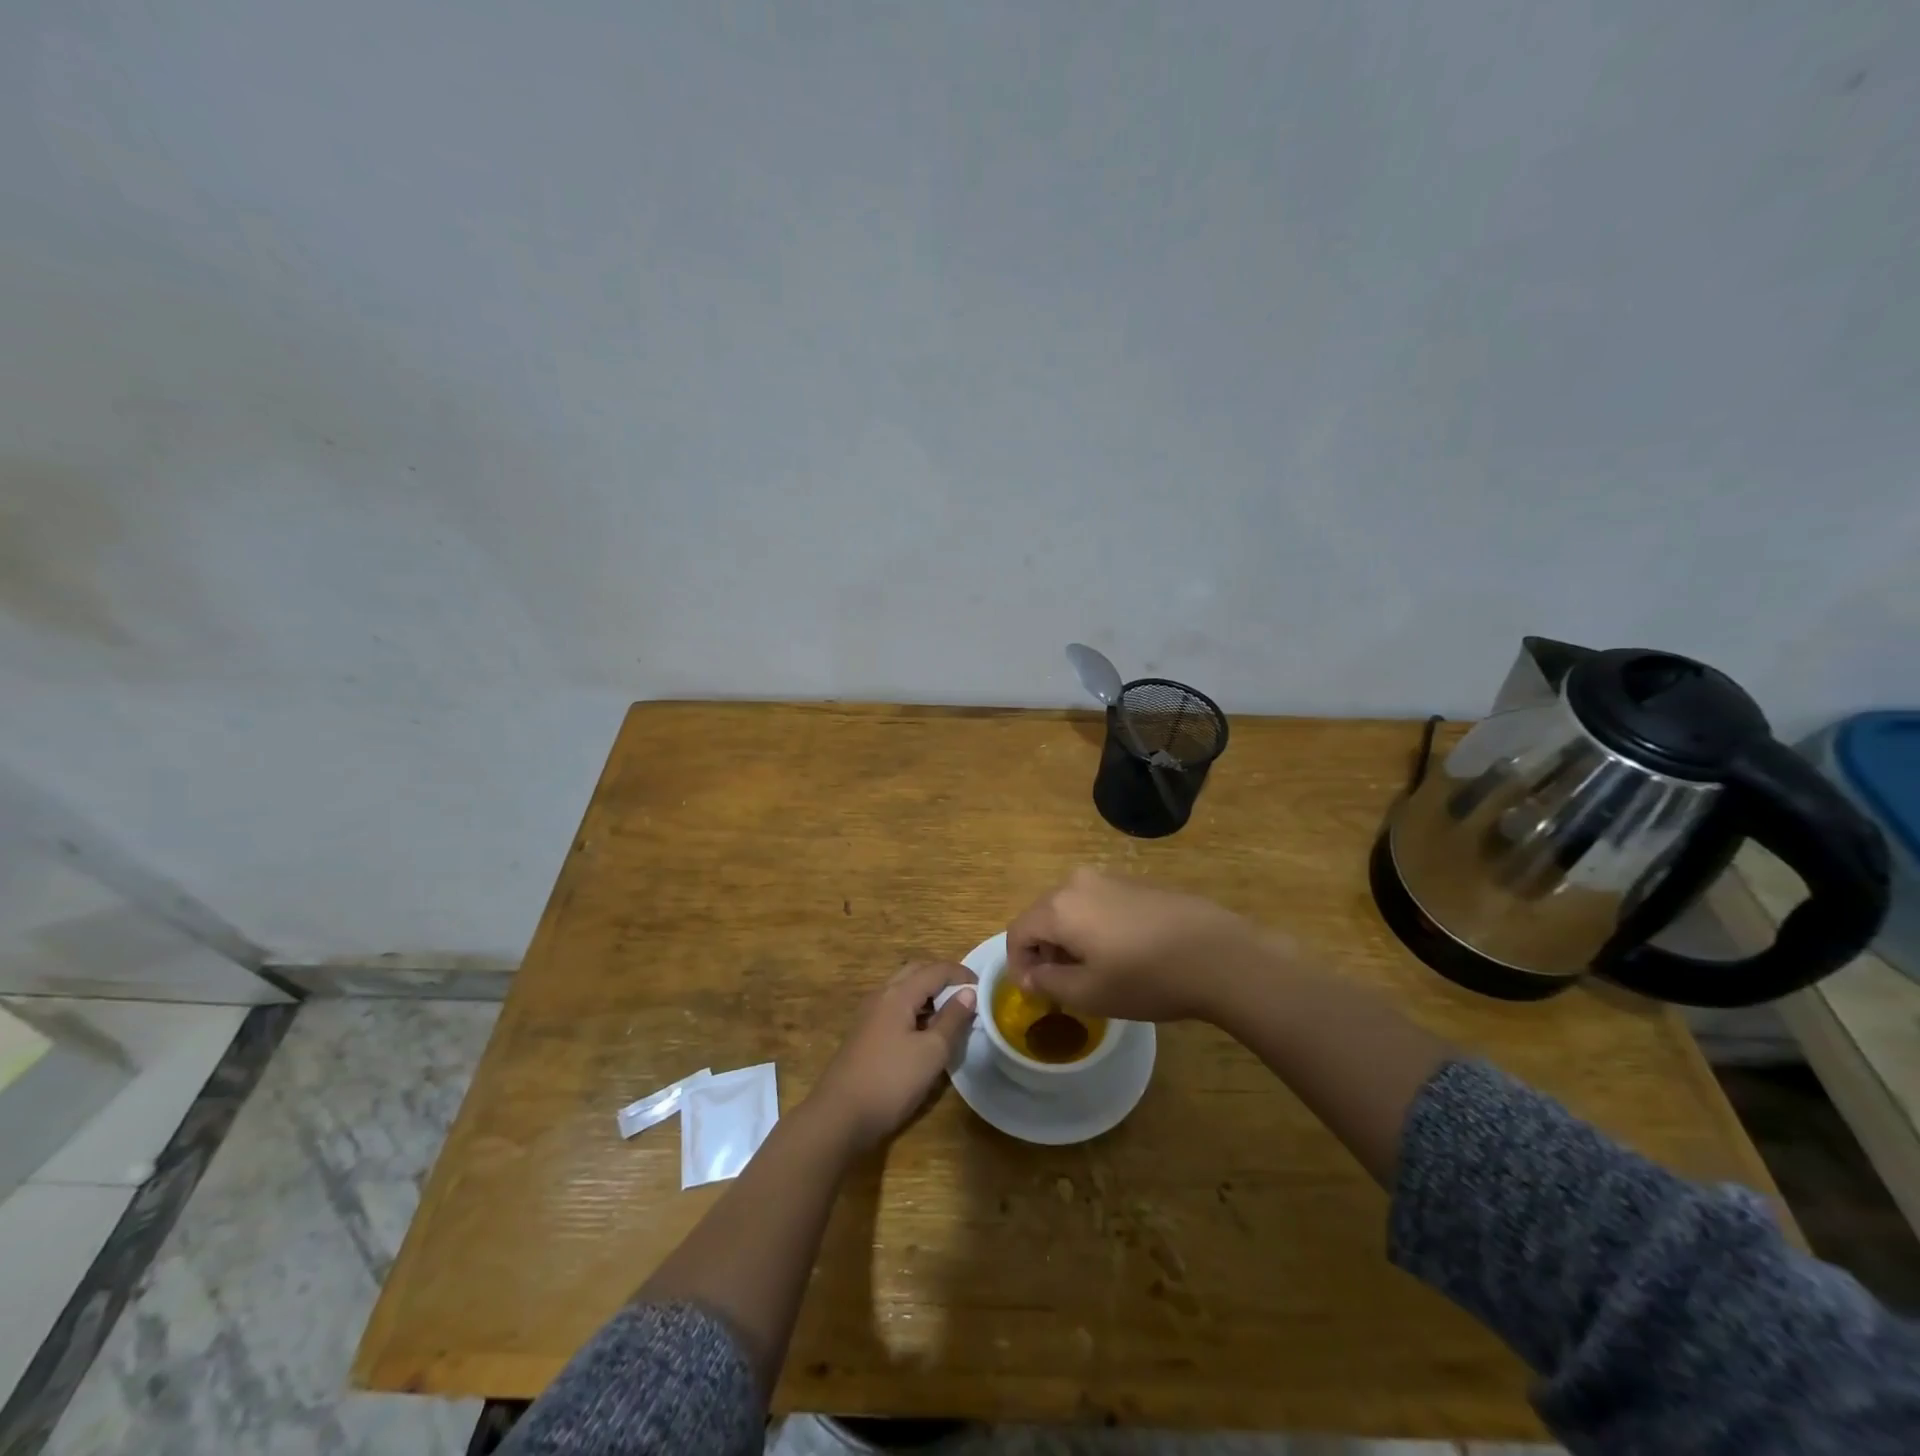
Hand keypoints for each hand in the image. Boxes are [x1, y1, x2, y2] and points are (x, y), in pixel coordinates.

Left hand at [806, 962, 976, 1152]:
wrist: (839, 1116)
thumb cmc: (891, 1081)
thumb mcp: (931, 1052)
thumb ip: (952, 1020)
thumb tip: (968, 993)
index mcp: (898, 994)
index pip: (935, 970)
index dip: (961, 974)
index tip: (983, 987)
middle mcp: (881, 996)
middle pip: (915, 972)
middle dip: (942, 978)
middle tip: (965, 995)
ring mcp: (869, 1015)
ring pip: (902, 990)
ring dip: (927, 994)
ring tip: (949, 1015)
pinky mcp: (864, 1034)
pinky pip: (894, 1008)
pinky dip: (914, 1009)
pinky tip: (924, 1034)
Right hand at [1006, 867, 1286, 1023]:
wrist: (1218, 954)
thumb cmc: (1146, 978)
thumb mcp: (1089, 994)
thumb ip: (1048, 983)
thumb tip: (1030, 975)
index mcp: (1059, 906)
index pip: (1018, 931)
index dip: (1018, 964)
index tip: (1034, 993)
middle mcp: (1077, 883)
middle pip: (1043, 915)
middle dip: (1043, 950)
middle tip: (1059, 986)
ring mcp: (1109, 878)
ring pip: (1071, 909)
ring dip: (1068, 939)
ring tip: (1091, 972)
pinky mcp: (1136, 883)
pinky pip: (1097, 904)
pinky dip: (1093, 928)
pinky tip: (1120, 954)